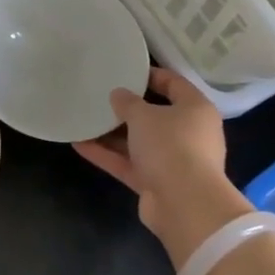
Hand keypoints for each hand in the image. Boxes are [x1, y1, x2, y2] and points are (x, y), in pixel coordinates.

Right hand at [75, 67, 253, 268]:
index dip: (152, 75)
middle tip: (101, 96)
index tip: (127, 71)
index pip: (175, 84)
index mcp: (195, 110)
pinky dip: (107, 155)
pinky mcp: (156, 183)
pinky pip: (129, 164)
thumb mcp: (144, 115)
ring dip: (112, 134)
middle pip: (155, 116)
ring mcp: (172, 161)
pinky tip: (79, 145)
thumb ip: (128, 102)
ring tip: (84, 120)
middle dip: (127, 109)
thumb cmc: (171, 145)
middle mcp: (188, 134)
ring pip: (139, 143)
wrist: (184, 204)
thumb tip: (118, 94)